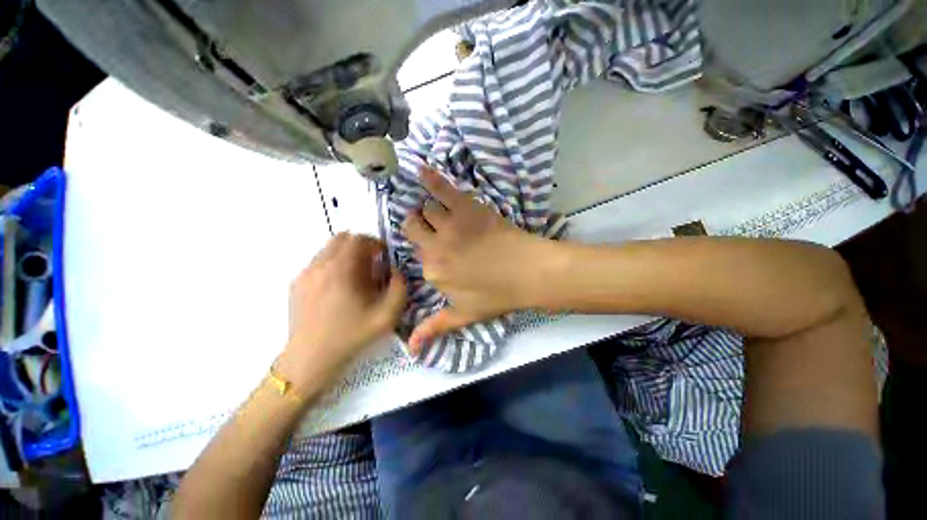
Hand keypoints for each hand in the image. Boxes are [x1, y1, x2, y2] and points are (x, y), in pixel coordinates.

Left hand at [277, 234, 405, 393]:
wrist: (311, 359)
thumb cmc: (351, 336)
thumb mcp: (387, 315)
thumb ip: (399, 288)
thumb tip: (395, 271)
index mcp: (341, 270)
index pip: (358, 239)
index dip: (375, 243)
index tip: (384, 255)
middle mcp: (320, 265)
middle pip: (342, 238)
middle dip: (360, 245)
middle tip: (372, 263)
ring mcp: (305, 274)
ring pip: (328, 249)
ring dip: (346, 254)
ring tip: (356, 276)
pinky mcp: (296, 284)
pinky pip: (318, 262)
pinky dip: (333, 264)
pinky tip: (339, 287)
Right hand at [402, 168, 553, 352]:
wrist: (530, 273)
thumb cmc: (498, 295)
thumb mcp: (464, 316)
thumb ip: (435, 328)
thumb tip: (411, 350)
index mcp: (432, 271)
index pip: (414, 251)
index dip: (423, 247)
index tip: (432, 245)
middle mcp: (434, 246)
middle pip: (413, 226)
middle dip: (418, 224)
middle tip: (431, 225)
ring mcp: (450, 225)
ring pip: (428, 208)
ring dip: (431, 209)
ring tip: (441, 211)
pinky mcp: (467, 207)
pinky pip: (443, 189)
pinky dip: (431, 178)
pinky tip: (422, 169)